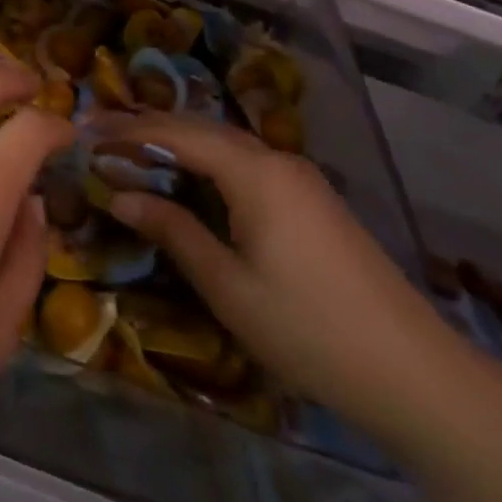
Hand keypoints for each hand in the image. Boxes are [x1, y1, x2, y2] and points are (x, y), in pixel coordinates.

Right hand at [97, 112, 468, 443]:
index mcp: (254, 171)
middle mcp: (276, 159)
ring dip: (177, 142)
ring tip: (132, 147)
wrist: (416, 374)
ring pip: (224, 143)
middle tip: (99, 131)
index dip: (128, 130)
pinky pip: (245, 162)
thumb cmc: (309, 329)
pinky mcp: (311, 199)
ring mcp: (299, 178)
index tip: (85, 130)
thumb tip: (119, 194)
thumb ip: (172, 231)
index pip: (177, 134)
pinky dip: (205, 160)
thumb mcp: (228, 285)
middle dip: (148, 127)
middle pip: (201, 128)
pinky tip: (188, 175)